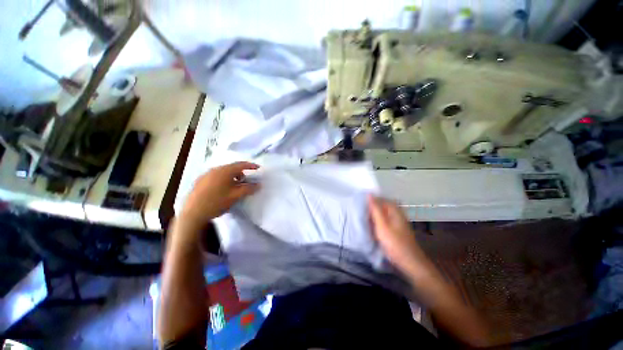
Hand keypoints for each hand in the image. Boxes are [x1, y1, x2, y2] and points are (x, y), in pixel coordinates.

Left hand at [181, 162, 259, 228]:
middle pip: (232, 167)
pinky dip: (223, 179)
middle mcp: (215, 169)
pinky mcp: (200, 181)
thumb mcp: (236, 196)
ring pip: (224, 172)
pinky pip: (216, 176)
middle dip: (241, 173)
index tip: (258, 168)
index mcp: (225, 171)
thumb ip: (248, 189)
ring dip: (232, 176)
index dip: (251, 166)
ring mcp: (206, 174)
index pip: (241, 164)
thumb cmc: (217, 202)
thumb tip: (258, 184)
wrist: (192, 213)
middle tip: (246, 181)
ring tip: (235, 187)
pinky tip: (222, 190)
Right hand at [368, 195, 429, 274]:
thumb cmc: (394, 243)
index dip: (370, 200)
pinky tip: (372, 227)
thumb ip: (375, 209)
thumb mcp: (382, 225)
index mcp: (394, 210)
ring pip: (382, 214)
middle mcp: (397, 213)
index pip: (380, 198)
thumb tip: (369, 194)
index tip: (359, 203)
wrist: (410, 263)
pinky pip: (384, 221)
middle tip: (360, 211)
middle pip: (382, 206)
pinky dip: (377, 222)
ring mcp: (397, 222)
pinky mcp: (396, 230)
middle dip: (371, 207)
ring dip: (373, 215)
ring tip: (363, 218)